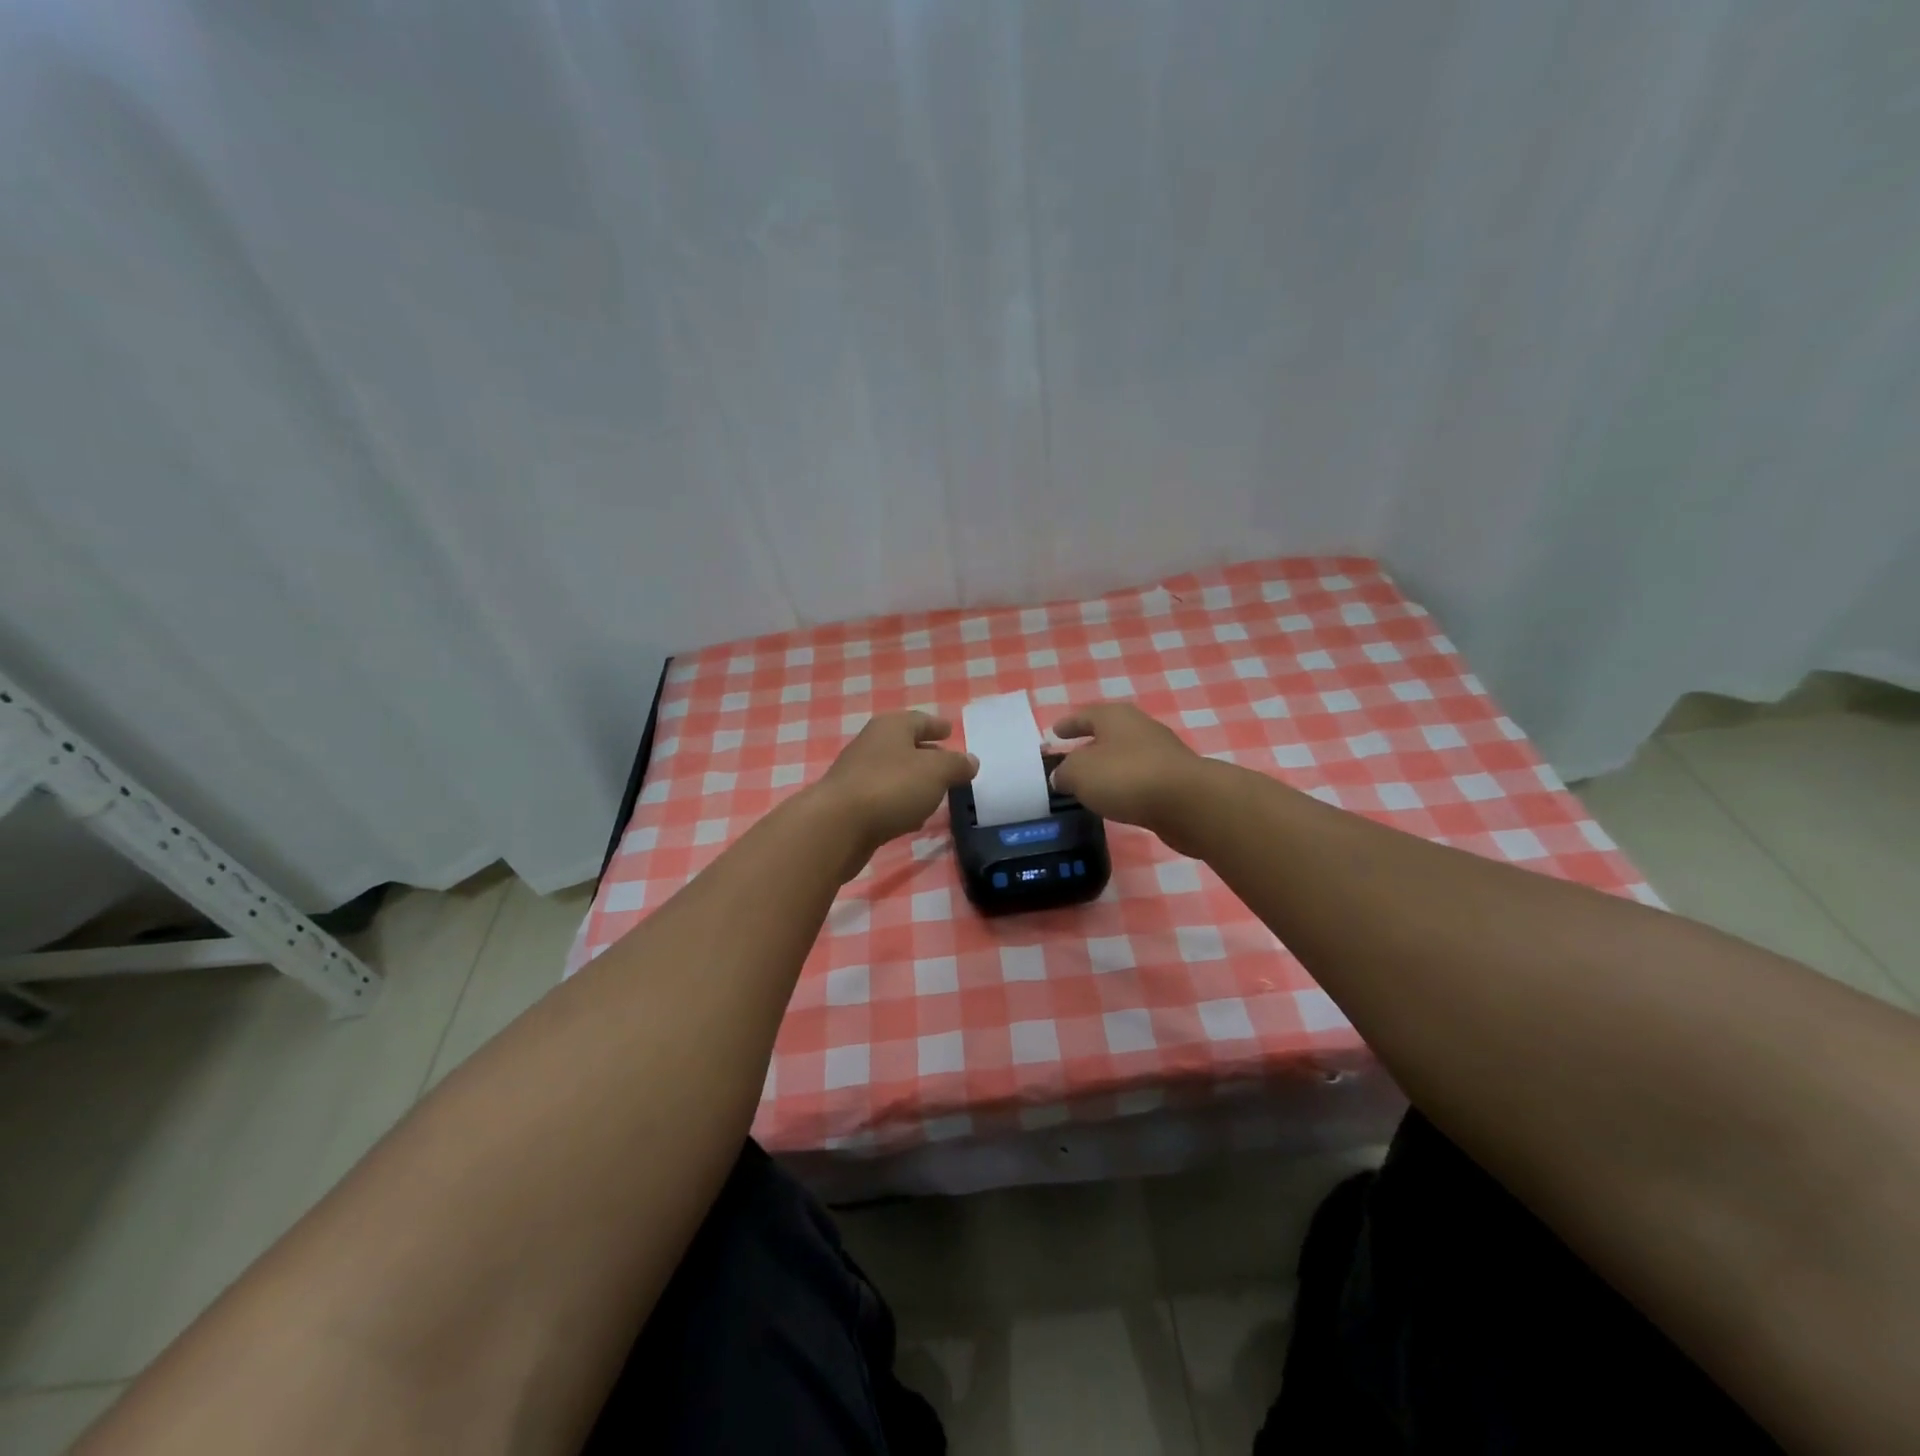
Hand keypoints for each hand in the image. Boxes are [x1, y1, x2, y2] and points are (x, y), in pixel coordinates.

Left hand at [813, 711, 977, 861]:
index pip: (919, 720)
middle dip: (926, 753)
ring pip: (894, 773)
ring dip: (913, 781)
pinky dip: (901, 803)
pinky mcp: (852, 805)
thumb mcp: (936, 772)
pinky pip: (884, 798)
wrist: (837, 826)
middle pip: (904, 745)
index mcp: (891, 727)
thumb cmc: (891, 787)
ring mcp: (858, 776)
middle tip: (949, 764)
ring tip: (936, 792)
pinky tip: (913, 818)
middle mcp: (871, 745)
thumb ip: (956, 765)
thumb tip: (971, 761)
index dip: (936, 726)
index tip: (949, 730)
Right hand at [1049, 703, 1207, 838]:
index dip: (1068, 725)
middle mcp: (1140, 727)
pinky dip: (1126, 785)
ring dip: (1109, 767)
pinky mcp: (1175, 779)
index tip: (1055, 732)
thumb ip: (1065, 773)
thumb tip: (1062, 777)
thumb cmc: (1126, 777)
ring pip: (1126, 756)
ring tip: (1092, 783)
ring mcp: (1161, 753)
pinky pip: (1141, 778)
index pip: (1084, 716)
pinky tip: (1118, 798)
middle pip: (1108, 733)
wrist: (1188, 801)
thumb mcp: (1080, 773)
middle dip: (1090, 745)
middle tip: (1072, 759)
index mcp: (1115, 717)